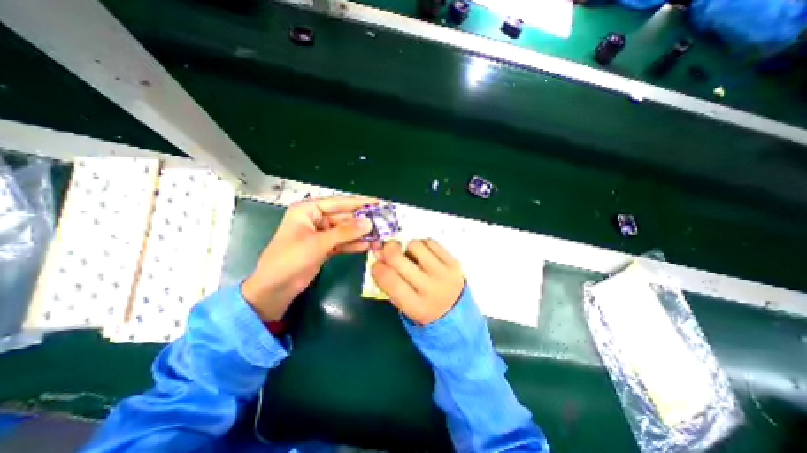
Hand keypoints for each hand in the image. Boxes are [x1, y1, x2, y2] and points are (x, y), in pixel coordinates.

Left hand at [240, 197, 376, 320]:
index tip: (378, 203)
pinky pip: (342, 242)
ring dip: (360, 233)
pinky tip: (367, 245)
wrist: (275, 289)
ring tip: (379, 235)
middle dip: (362, 221)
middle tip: (382, 223)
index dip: (359, 203)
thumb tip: (369, 222)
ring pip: (344, 230)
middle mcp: (315, 219)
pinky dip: (353, 244)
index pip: (338, 203)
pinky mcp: (324, 247)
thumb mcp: (318, 243)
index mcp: (308, 210)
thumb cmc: (290, 259)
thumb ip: (345, 232)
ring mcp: (320, 234)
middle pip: (343, 217)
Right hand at [374, 239, 465, 322]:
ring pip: (415, 245)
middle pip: (398, 259)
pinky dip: (422, 244)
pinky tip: (423, 253)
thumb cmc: (424, 310)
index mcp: (416, 306)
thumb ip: (389, 284)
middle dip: (388, 250)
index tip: (377, 264)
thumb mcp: (405, 307)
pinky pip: (430, 242)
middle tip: (389, 250)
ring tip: (411, 256)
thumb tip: (378, 254)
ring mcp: (444, 273)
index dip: (378, 267)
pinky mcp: (454, 262)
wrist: (458, 313)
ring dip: (408, 247)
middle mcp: (431, 288)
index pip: (389, 279)